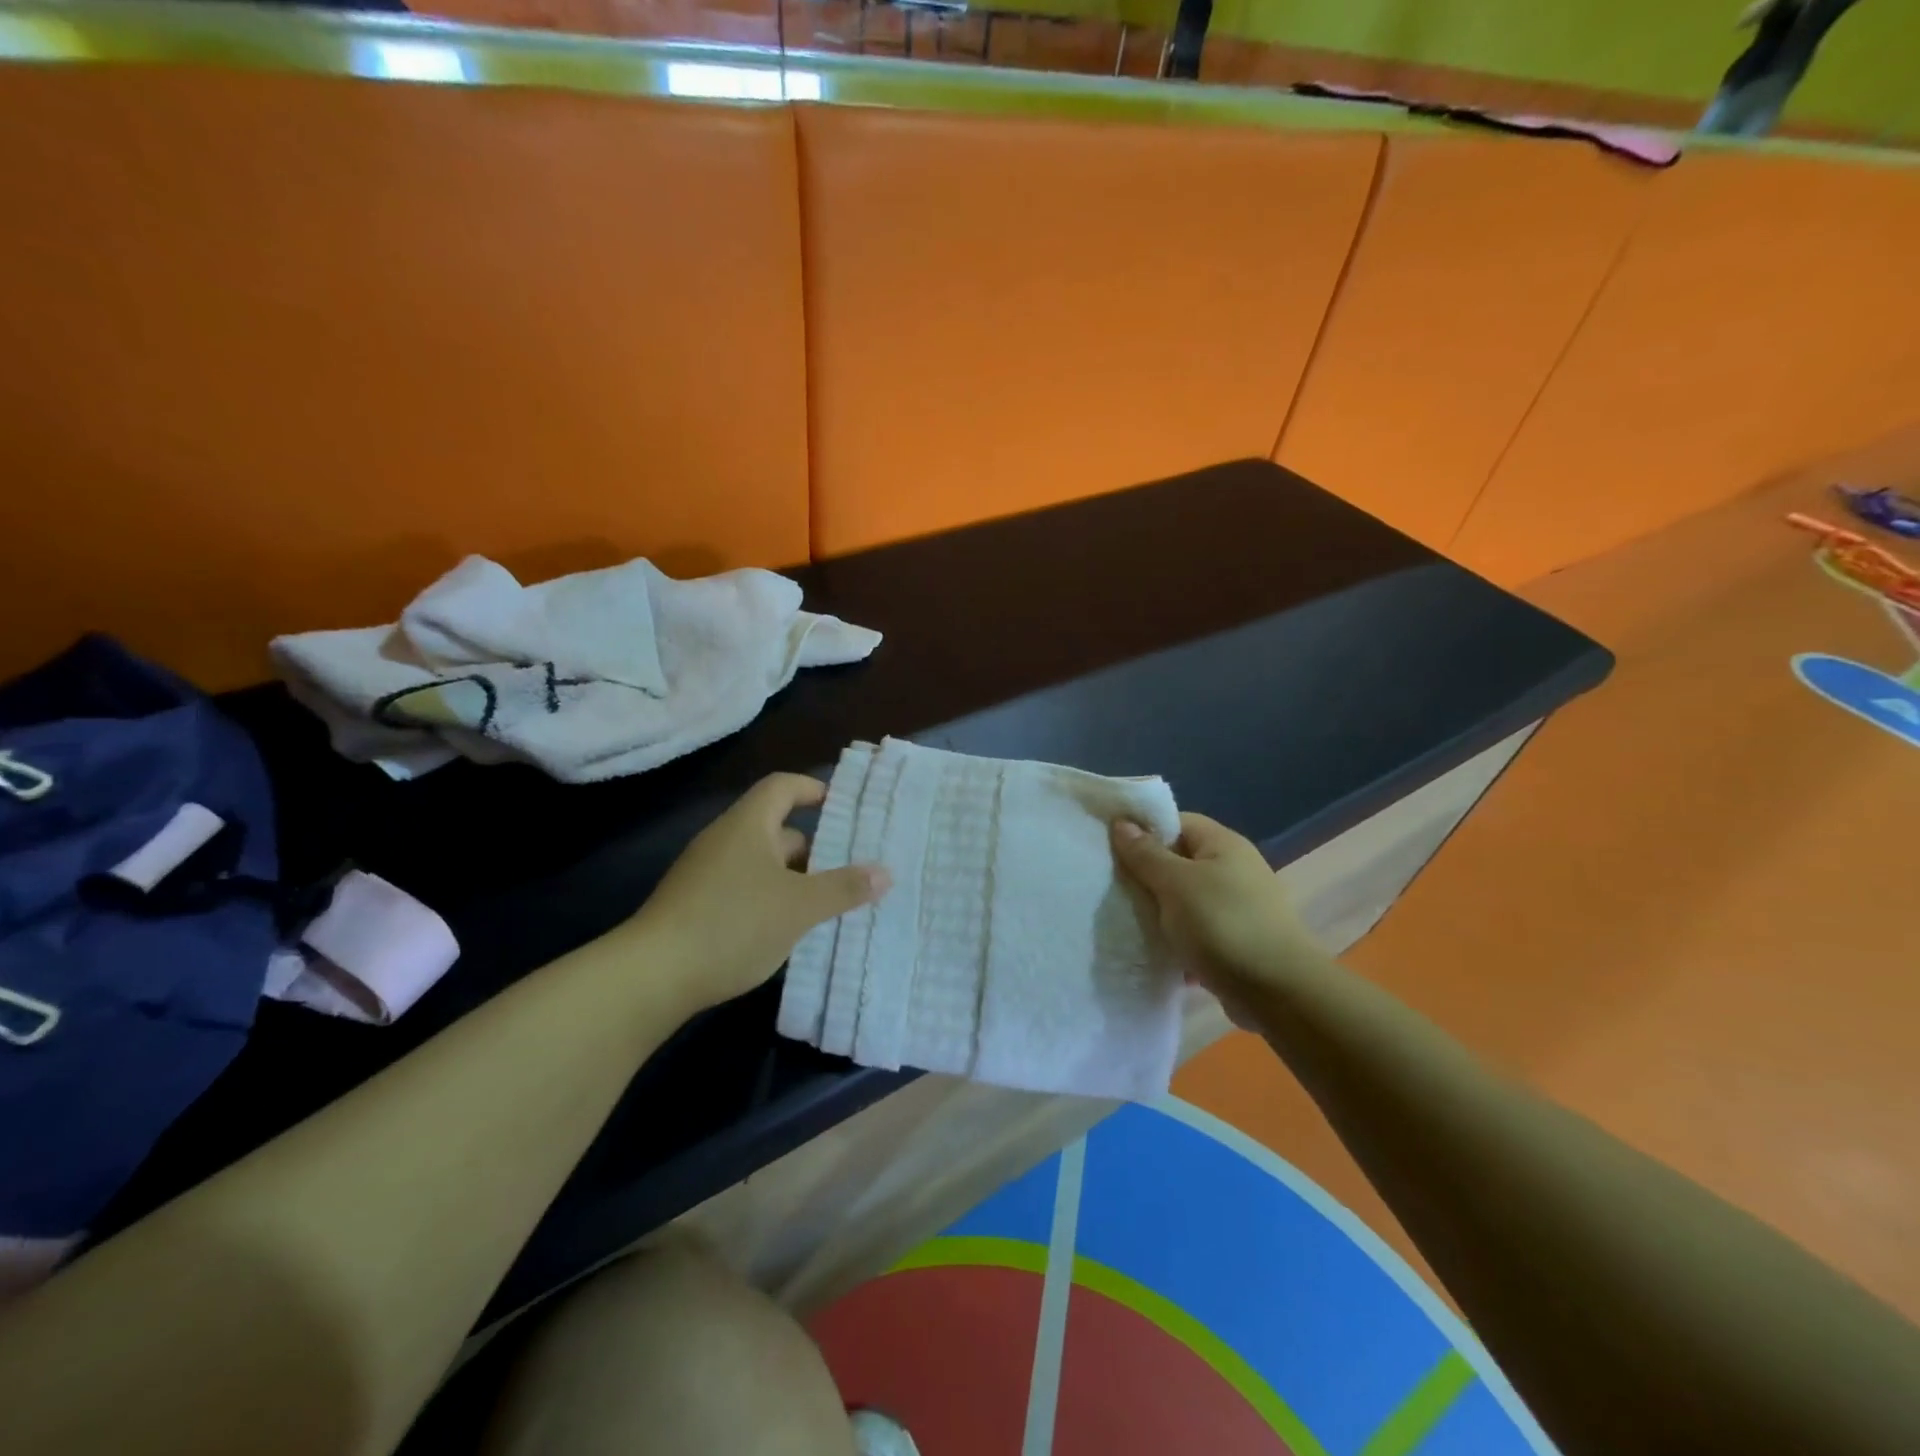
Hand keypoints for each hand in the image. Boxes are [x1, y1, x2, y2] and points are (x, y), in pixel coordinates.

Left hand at [633, 774, 889, 1013]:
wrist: (651, 977)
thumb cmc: (733, 924)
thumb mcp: (799, 907)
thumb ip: (844, 888)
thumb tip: (885, 872)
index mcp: (748, 826)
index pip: (782, 787)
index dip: (814, 789)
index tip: (844, 806)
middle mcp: (724, 840)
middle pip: (776, 828)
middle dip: (814, 846)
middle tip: (850, 866)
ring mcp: (705, 874)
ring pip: (761, 864)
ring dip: (794, 878)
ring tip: (829, 902)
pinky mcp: (695, 905)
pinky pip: (744, 889)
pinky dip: (770, 899)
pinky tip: (789, 929)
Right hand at [1111, 813, 1325, 1026]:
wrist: (1279, 992)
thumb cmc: (1223, 925)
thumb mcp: (1175, 883)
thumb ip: (1145, 854)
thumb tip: (1121, 822)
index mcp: (1223, 845)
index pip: (1176, 823)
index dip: (1143, 832)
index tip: (1112, 852)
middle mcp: (1234, 870)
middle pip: (1178, 862)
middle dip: (1146, 877)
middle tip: (1113, 890)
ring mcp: (1238, 907)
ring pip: (1184, 901)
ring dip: (1160, 914)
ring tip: (1128, 924)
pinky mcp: (1236, 942)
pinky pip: (1196, 933)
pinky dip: (1177, 943)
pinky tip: (1155, 955)